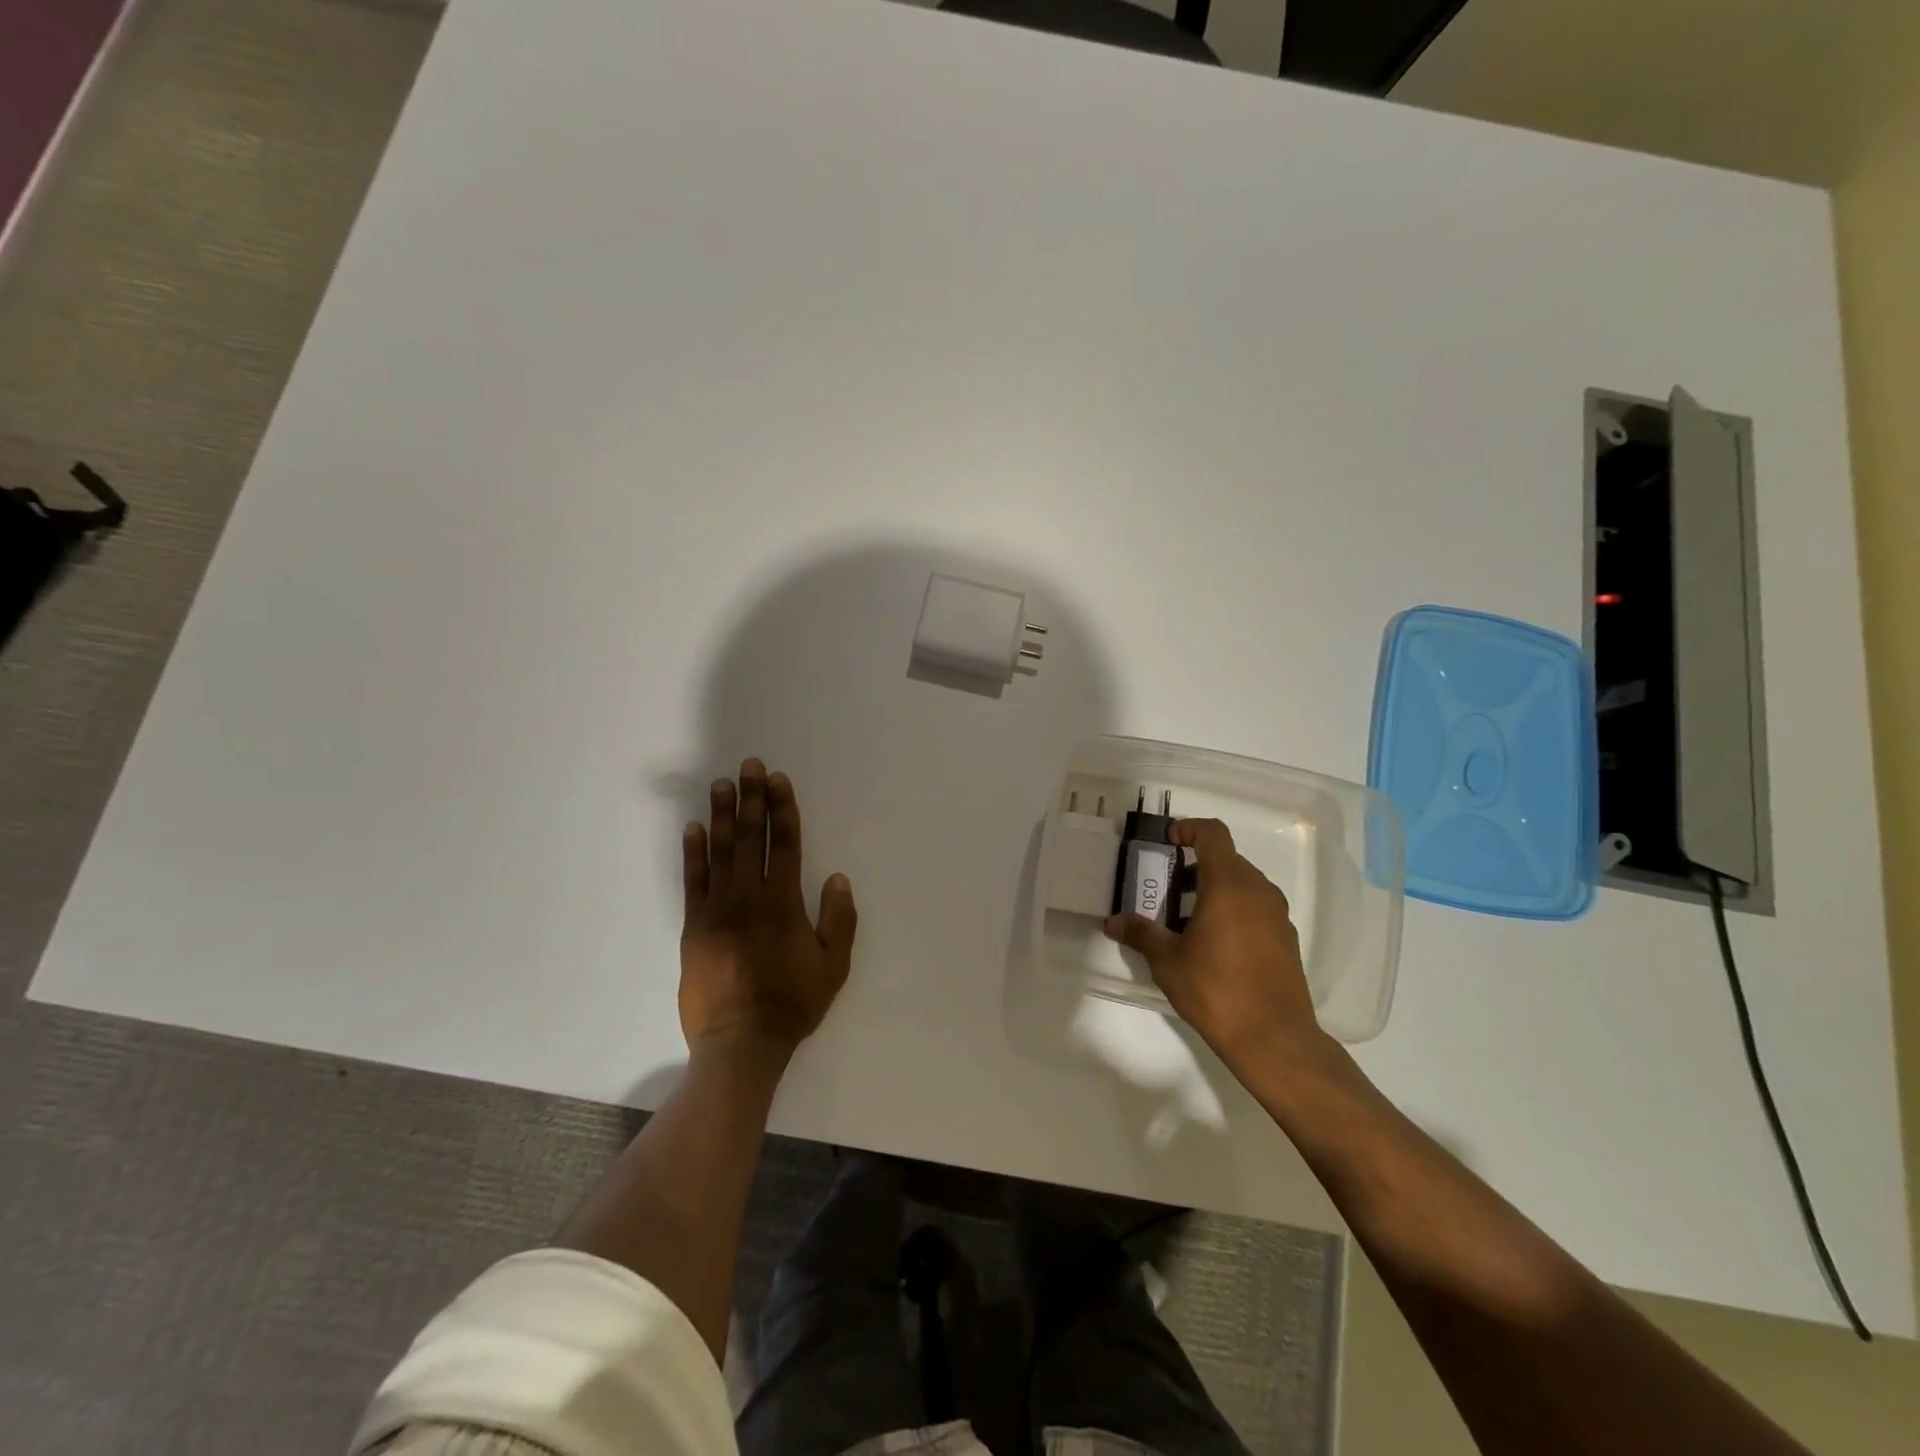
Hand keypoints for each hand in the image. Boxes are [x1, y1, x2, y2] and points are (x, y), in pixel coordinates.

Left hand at [679, 759, 856, 1057]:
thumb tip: (837, 877)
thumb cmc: (792, 1003)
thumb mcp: (833, 965)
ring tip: (722, 785)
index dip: (783, 809)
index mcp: (783, 903)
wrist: (740, 1042)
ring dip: (723, 815)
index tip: (778, 780)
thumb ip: (839, 919)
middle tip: (749, 766)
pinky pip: (693, 881)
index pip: (784, 844)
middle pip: (751, 838)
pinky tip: (694, 828)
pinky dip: (694, 853)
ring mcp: (716, 910)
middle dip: (752, 799)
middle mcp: (748, 897)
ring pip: (720, 852)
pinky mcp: (693, 926)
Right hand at [1104, 818, 1324, 1068]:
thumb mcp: (1167, 961)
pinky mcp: (1286, 939)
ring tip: (1185, 921)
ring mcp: (1277, 915)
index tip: (1167, 841)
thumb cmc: (1216, 989)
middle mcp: (1258, 890)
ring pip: (1242, 885)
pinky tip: (1214, 945)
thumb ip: (1141, 933)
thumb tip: (1112, 921)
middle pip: (1226, 860)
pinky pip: (1255, 908)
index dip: (1189, 828)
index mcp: (1228, 884)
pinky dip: (1233, 910)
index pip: (1212, 833)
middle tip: (1166, 889)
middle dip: (1194, 867)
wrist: (1275, 1038)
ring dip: (1213, 890)